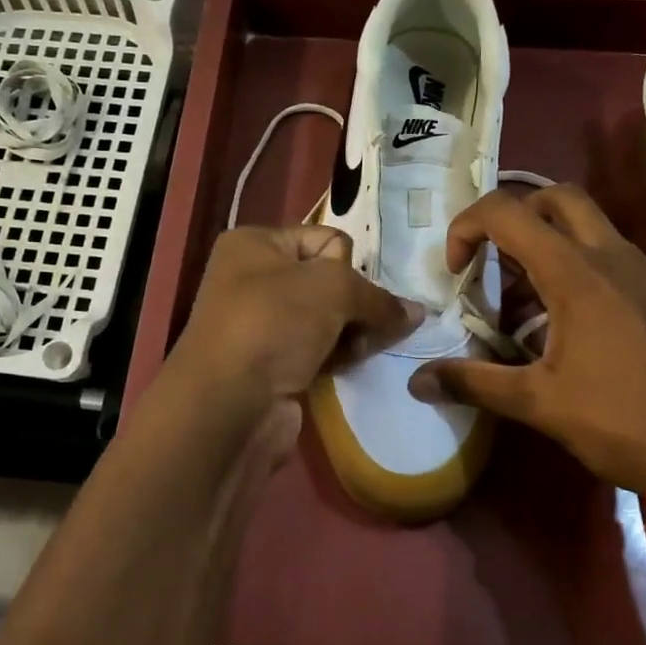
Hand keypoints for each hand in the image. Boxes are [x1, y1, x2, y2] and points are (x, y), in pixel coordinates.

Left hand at [172, 225, 418, 403]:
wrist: (228, 405)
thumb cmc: (274, 324)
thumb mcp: (333, 288)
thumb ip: (378, 296)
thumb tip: (417, 312)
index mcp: (254, 244)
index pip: (325, 239)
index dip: (347, 264)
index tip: (353, 291)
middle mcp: (253, 280)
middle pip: (328, 281)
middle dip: (356, 303)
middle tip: (372, 325)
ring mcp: (261, 326)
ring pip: (328, 319)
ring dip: (352, 332)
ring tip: (364, 349)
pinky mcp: (272, 365)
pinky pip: (319, 350)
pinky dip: (338, 356)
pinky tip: (352, 365)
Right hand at [410, 185, 645, 491]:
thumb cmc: (622, 422)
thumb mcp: (540, 404)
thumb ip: (475, 383)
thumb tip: (416, 381)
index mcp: (577, 274)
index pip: (508, 213)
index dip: (468, 228)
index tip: (457, 270)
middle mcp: (615, 258)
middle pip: (558, 198)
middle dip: (517, 216)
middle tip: (497, 262)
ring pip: (593, 231)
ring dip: (552, 251)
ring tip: (533, 311)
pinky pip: (621, 263)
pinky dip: (588, 274)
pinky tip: (585, 334)